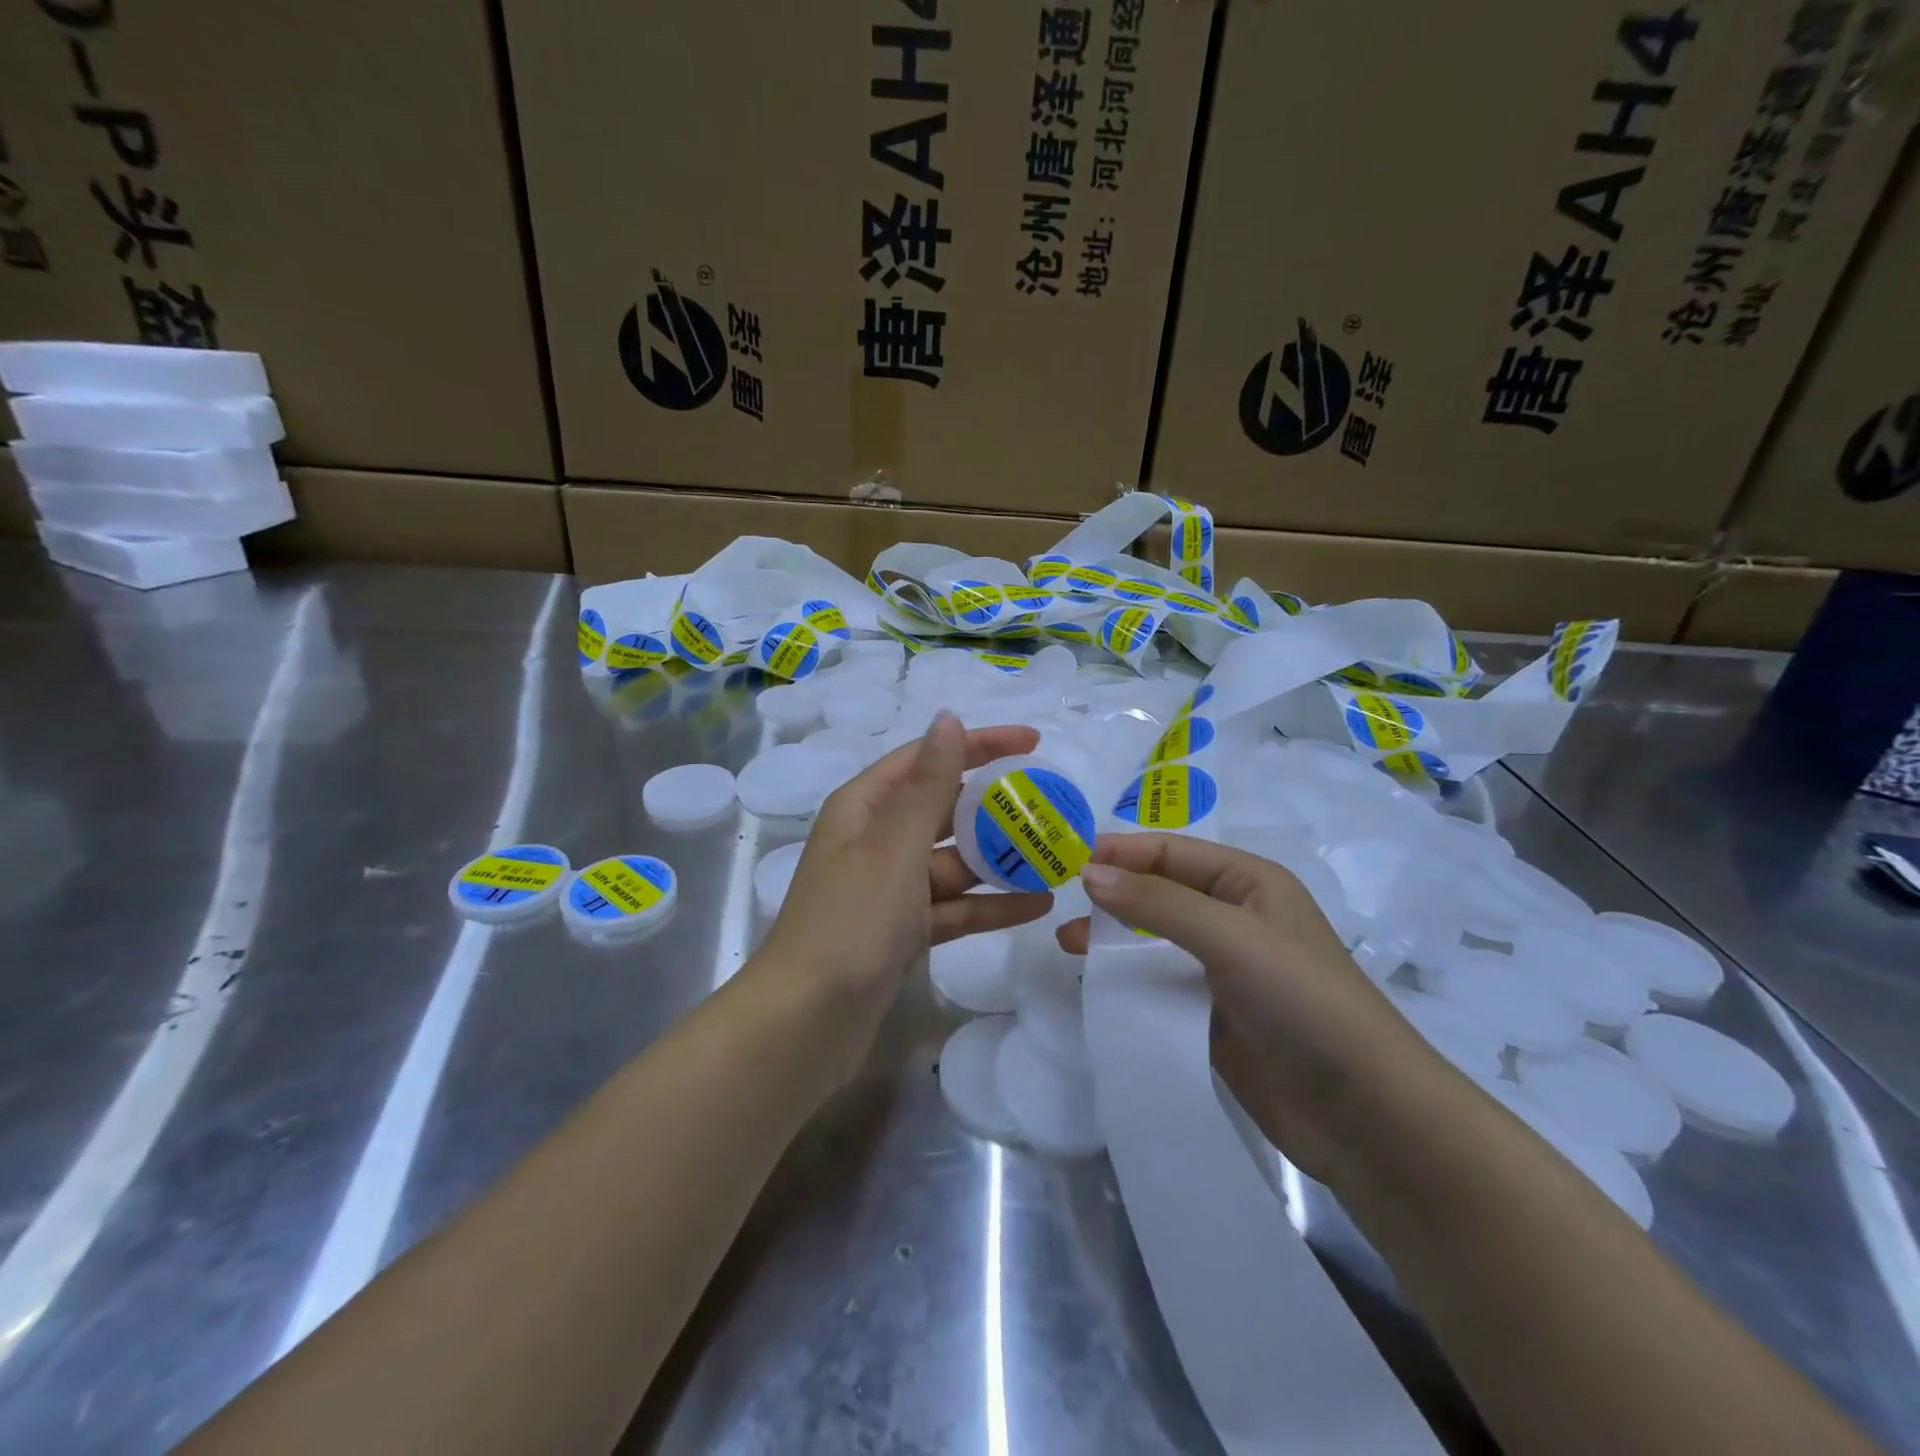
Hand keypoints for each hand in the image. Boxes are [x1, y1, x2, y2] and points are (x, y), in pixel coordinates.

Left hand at [756, 712, 1053, 1071]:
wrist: (807, 1022)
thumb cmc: (850, 920)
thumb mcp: (894, 844)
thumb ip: (928, 782)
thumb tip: (948, 717)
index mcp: (864, 807)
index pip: (927, 758)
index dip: (978, 745)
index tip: (1033, 743)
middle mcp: (875, 841)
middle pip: (943, 810)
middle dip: (994, 808)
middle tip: (1052, 805)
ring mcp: (889, 890)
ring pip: (953, 863)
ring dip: (999, 860)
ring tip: (1056, 856)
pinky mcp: (902, 933)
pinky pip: (953, 908)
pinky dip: (989, 905)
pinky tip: (1037, 905)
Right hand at [1056, 833, 1448, 1185]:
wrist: (1363, 1113)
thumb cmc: (1301, 1000)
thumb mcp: (1229, 935)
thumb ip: (1157, 902)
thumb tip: (1089, 873)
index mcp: (1250, 883)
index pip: (1173, 852)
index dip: (1123, 851)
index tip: (1068, 859)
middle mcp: (1236, 919)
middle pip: (1161, 892)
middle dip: (1113, 893)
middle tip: (1061, 903)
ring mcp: (1224, 971)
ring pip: (1155, 940)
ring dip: (1114, 937)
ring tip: (1068, 944)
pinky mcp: (1213, 1017)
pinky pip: (1160, 985)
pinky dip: (1127, 980)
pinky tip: (1096, 984)